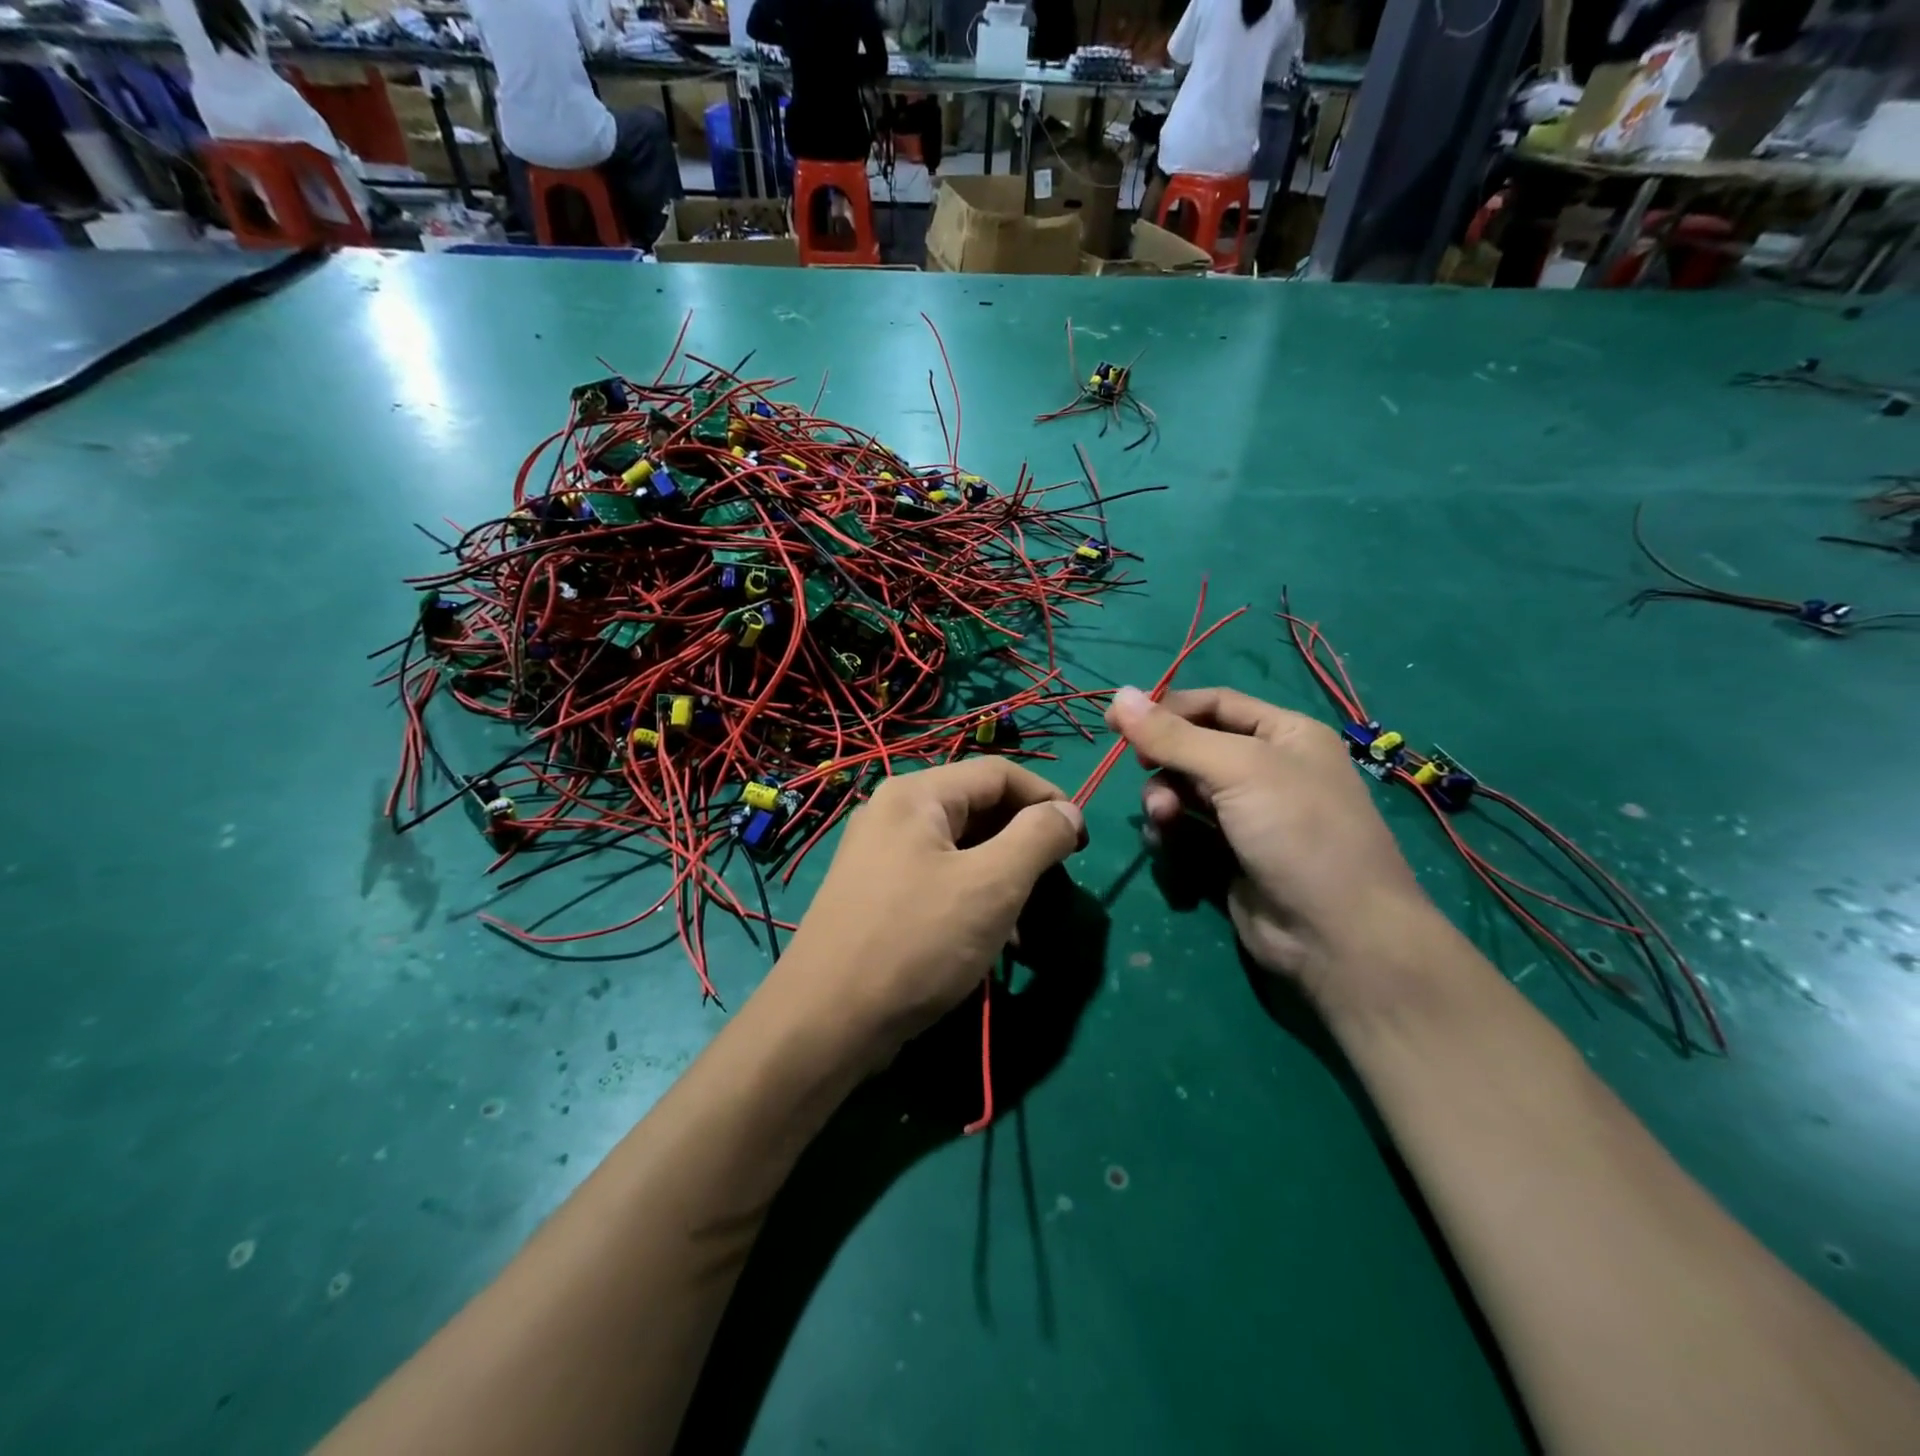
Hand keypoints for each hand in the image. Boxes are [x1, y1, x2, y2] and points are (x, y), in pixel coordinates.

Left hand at [772, 760, 1083, 1068]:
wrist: (825, 1023)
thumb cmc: (916, 942)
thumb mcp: (992, 885)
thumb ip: (1038, 838)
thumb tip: (1068, 811)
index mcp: (916, 795)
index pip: (999, 773)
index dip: (1048, 798)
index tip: (1082, 842)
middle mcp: (893, 814)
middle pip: (978, 809)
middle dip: (1025, 844)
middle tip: (1056, 886)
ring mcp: (879, 857)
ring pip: (962, 850)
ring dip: (1004, 878)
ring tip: (1030, 924)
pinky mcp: (876, 896)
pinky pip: (939, 880)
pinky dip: (974, 899)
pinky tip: (994, 942)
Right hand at [1105, 685, 1441, 1016]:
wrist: (1336, 934)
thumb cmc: (1297, 831)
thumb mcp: (1238, 769)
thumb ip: (1174, 736)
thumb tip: (1119, 694)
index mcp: (1284, 734)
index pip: (1214, 704)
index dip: (1165, 708)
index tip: (1117, 720)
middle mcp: (1268, 769)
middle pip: (1194, 747)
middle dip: (1164, 760)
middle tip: (1142, 770)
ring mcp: (1249, 815)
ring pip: (1184, 790)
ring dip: (1163, 799)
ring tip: (1163, 818)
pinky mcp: (1230, 856)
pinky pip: (1186, 830)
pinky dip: (1170, 832)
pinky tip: (1165, 844)